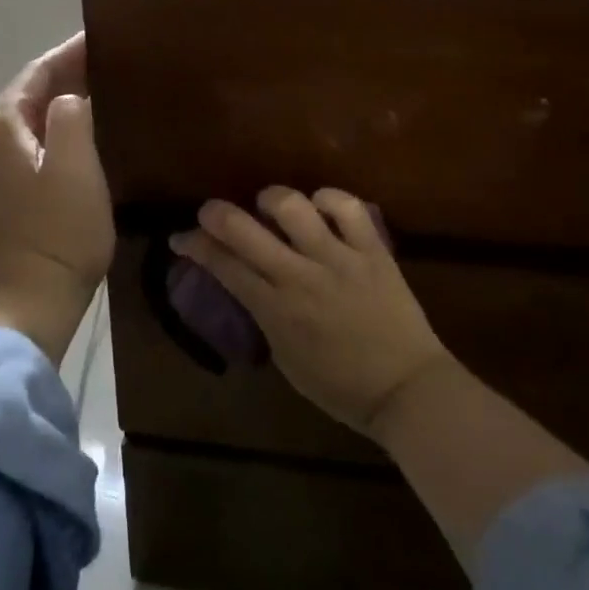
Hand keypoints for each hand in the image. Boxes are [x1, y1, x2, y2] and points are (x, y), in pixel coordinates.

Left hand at [0, 34, 114, 365]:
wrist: (26, 305)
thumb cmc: (59, 235)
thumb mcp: (78, 167)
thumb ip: (72, 115)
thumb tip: (68, 99)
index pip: (35, 74)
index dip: (68, 54)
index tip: (98, 38)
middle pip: (22, 97)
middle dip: (60, 78)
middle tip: (101, 65)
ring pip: (18, 125)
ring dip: (50, 108)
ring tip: (89, 96)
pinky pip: (14, 150)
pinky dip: (40, 136)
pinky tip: (66, 141)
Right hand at [171, 187, 449, 436]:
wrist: (407, 390)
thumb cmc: (340, 386)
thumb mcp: (285, 358)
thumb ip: (263, 315)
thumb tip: (247, 283)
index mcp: (275, 310)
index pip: (222, 264)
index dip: (194, 246)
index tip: (181, 238)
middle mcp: (300, 276)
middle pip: (244, 229)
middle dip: (215, 213)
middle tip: (210, 213)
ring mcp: (338, 258)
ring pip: (292, 206)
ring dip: (271, 199)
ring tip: (269, 206)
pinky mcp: (373, 250)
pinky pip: (347, 207)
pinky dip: (327, 199)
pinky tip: (319, 206)